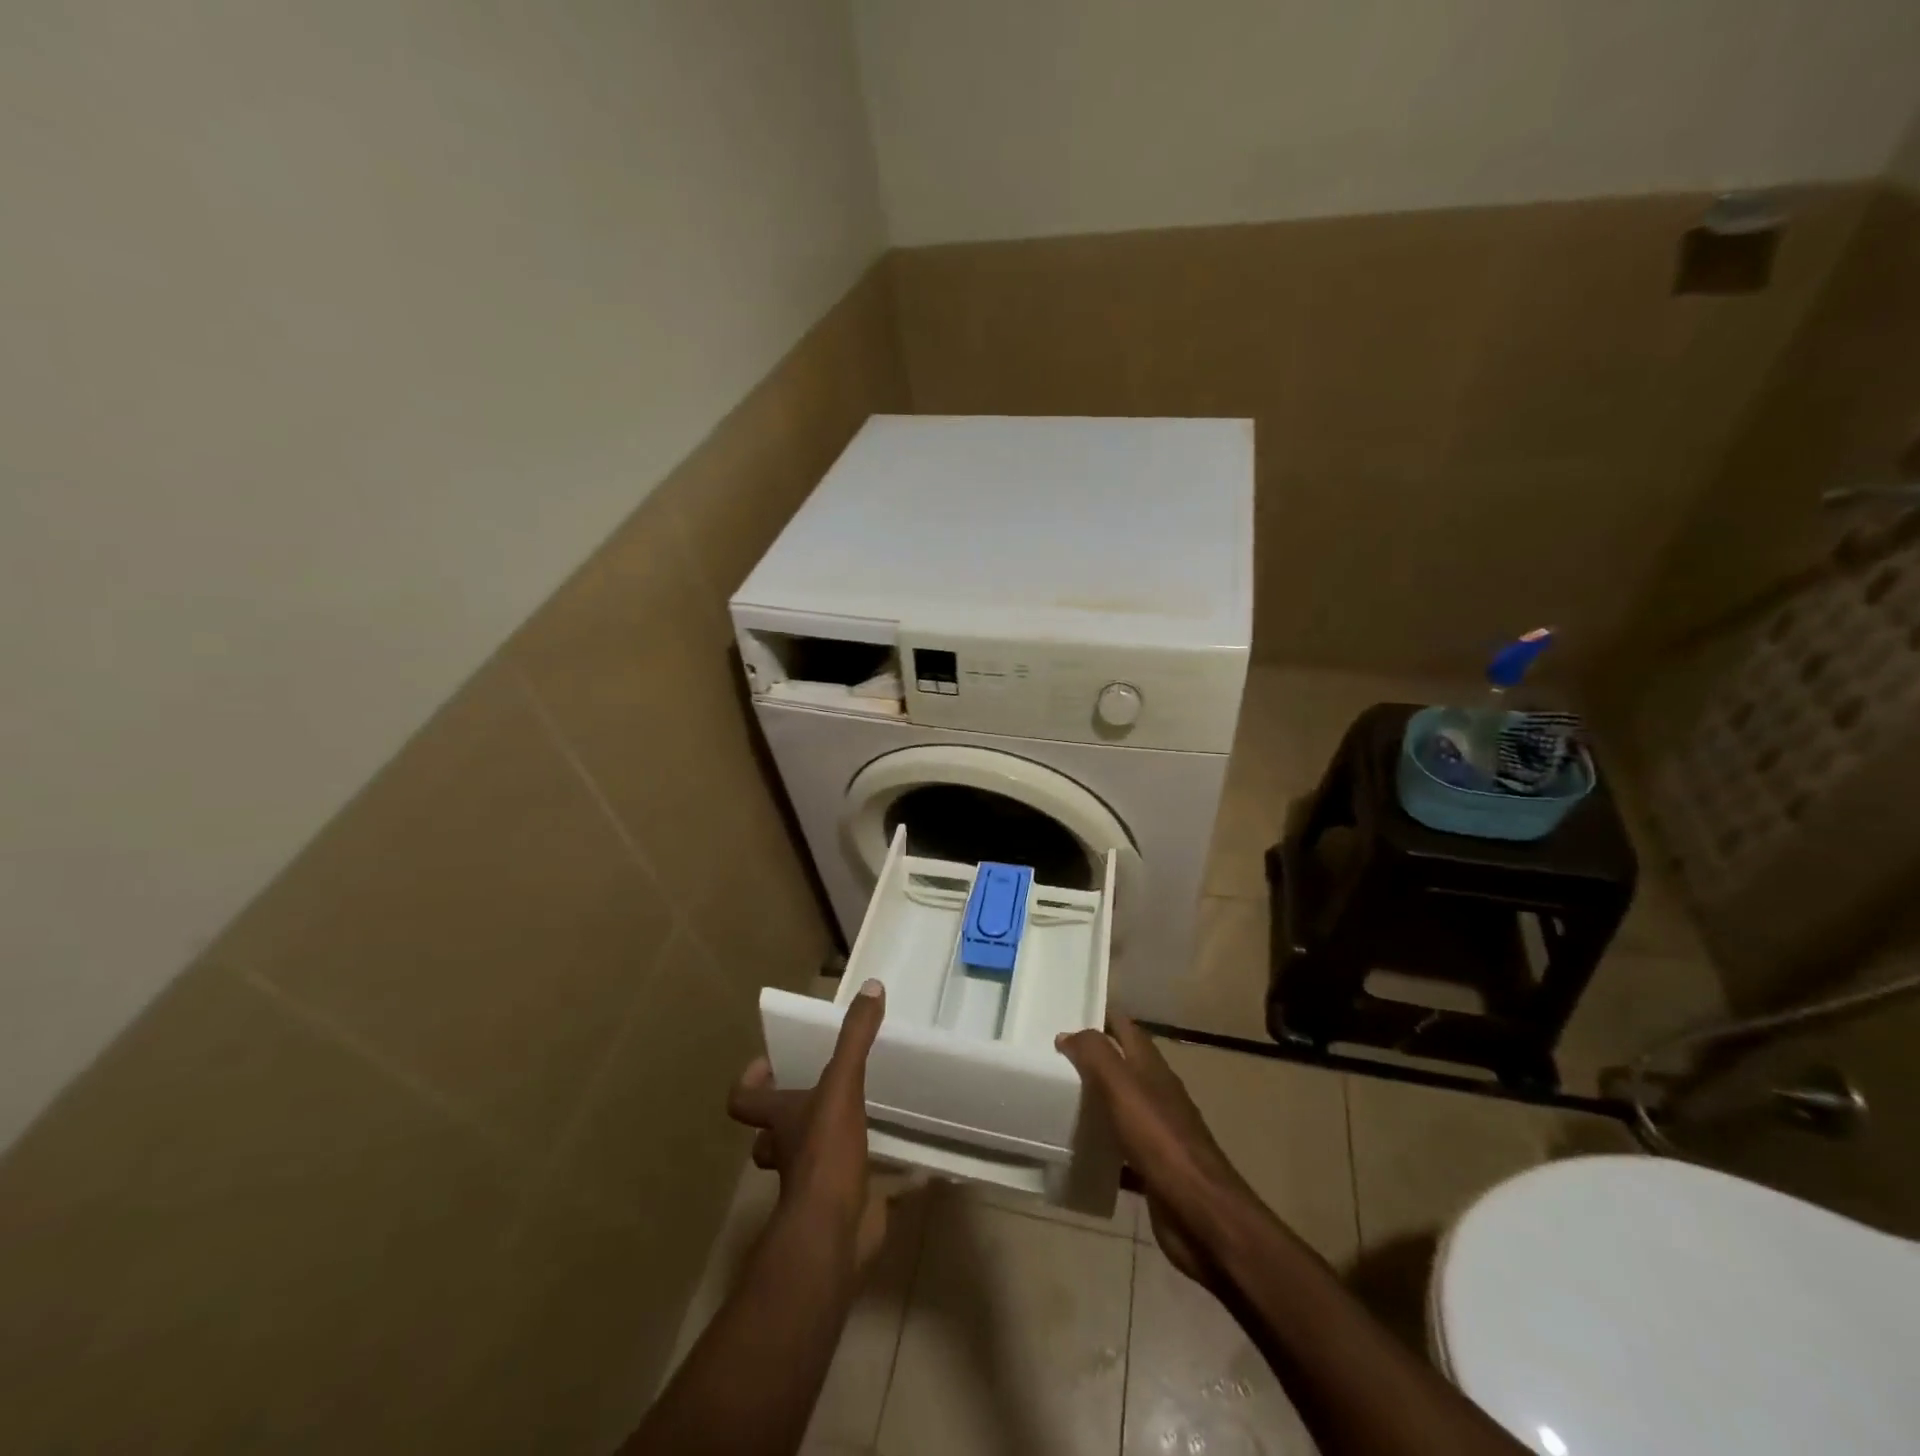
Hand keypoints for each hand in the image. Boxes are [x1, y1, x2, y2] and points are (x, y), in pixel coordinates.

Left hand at [728, 978, 887, 1265]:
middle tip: (818, 1092)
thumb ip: (855, 1038)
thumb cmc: (826, 1154)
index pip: (743, 1100)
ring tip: (858, 1120)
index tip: (770, 1064)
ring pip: (806, 1162)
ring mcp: (811, 1185)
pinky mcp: (840, 1207)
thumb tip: (872, 987)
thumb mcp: (842, 1085)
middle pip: (771, 1134)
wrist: (832, 1235)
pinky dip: (873, 1181)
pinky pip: (854, 1190)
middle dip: (787, 1117)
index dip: (751, 1082)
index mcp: (780, 1120)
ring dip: (823, 1145)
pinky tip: (904, 1170)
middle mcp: (788, 1152)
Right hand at [1055, 1014, 1258, 1286]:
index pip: (1126, 1028)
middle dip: (1093, 1058)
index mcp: (1152, 1068)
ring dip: (1095, 1100)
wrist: (1201, 1213)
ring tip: (1056, 1099)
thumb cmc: (1160, 1140)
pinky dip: (1102, 1146)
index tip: (1068, 1011)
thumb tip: (1068, 1034)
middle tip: (1052, 1058)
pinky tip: (1079, 1152)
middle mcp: (1157, 1094)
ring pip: (1121, 1106)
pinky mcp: (1154, 1169)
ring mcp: (1159, 1133)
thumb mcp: (1122, 1087)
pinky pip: (1121, 1149)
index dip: (1101, 1016)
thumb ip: (1095, 1055)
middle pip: (1123, 1066)